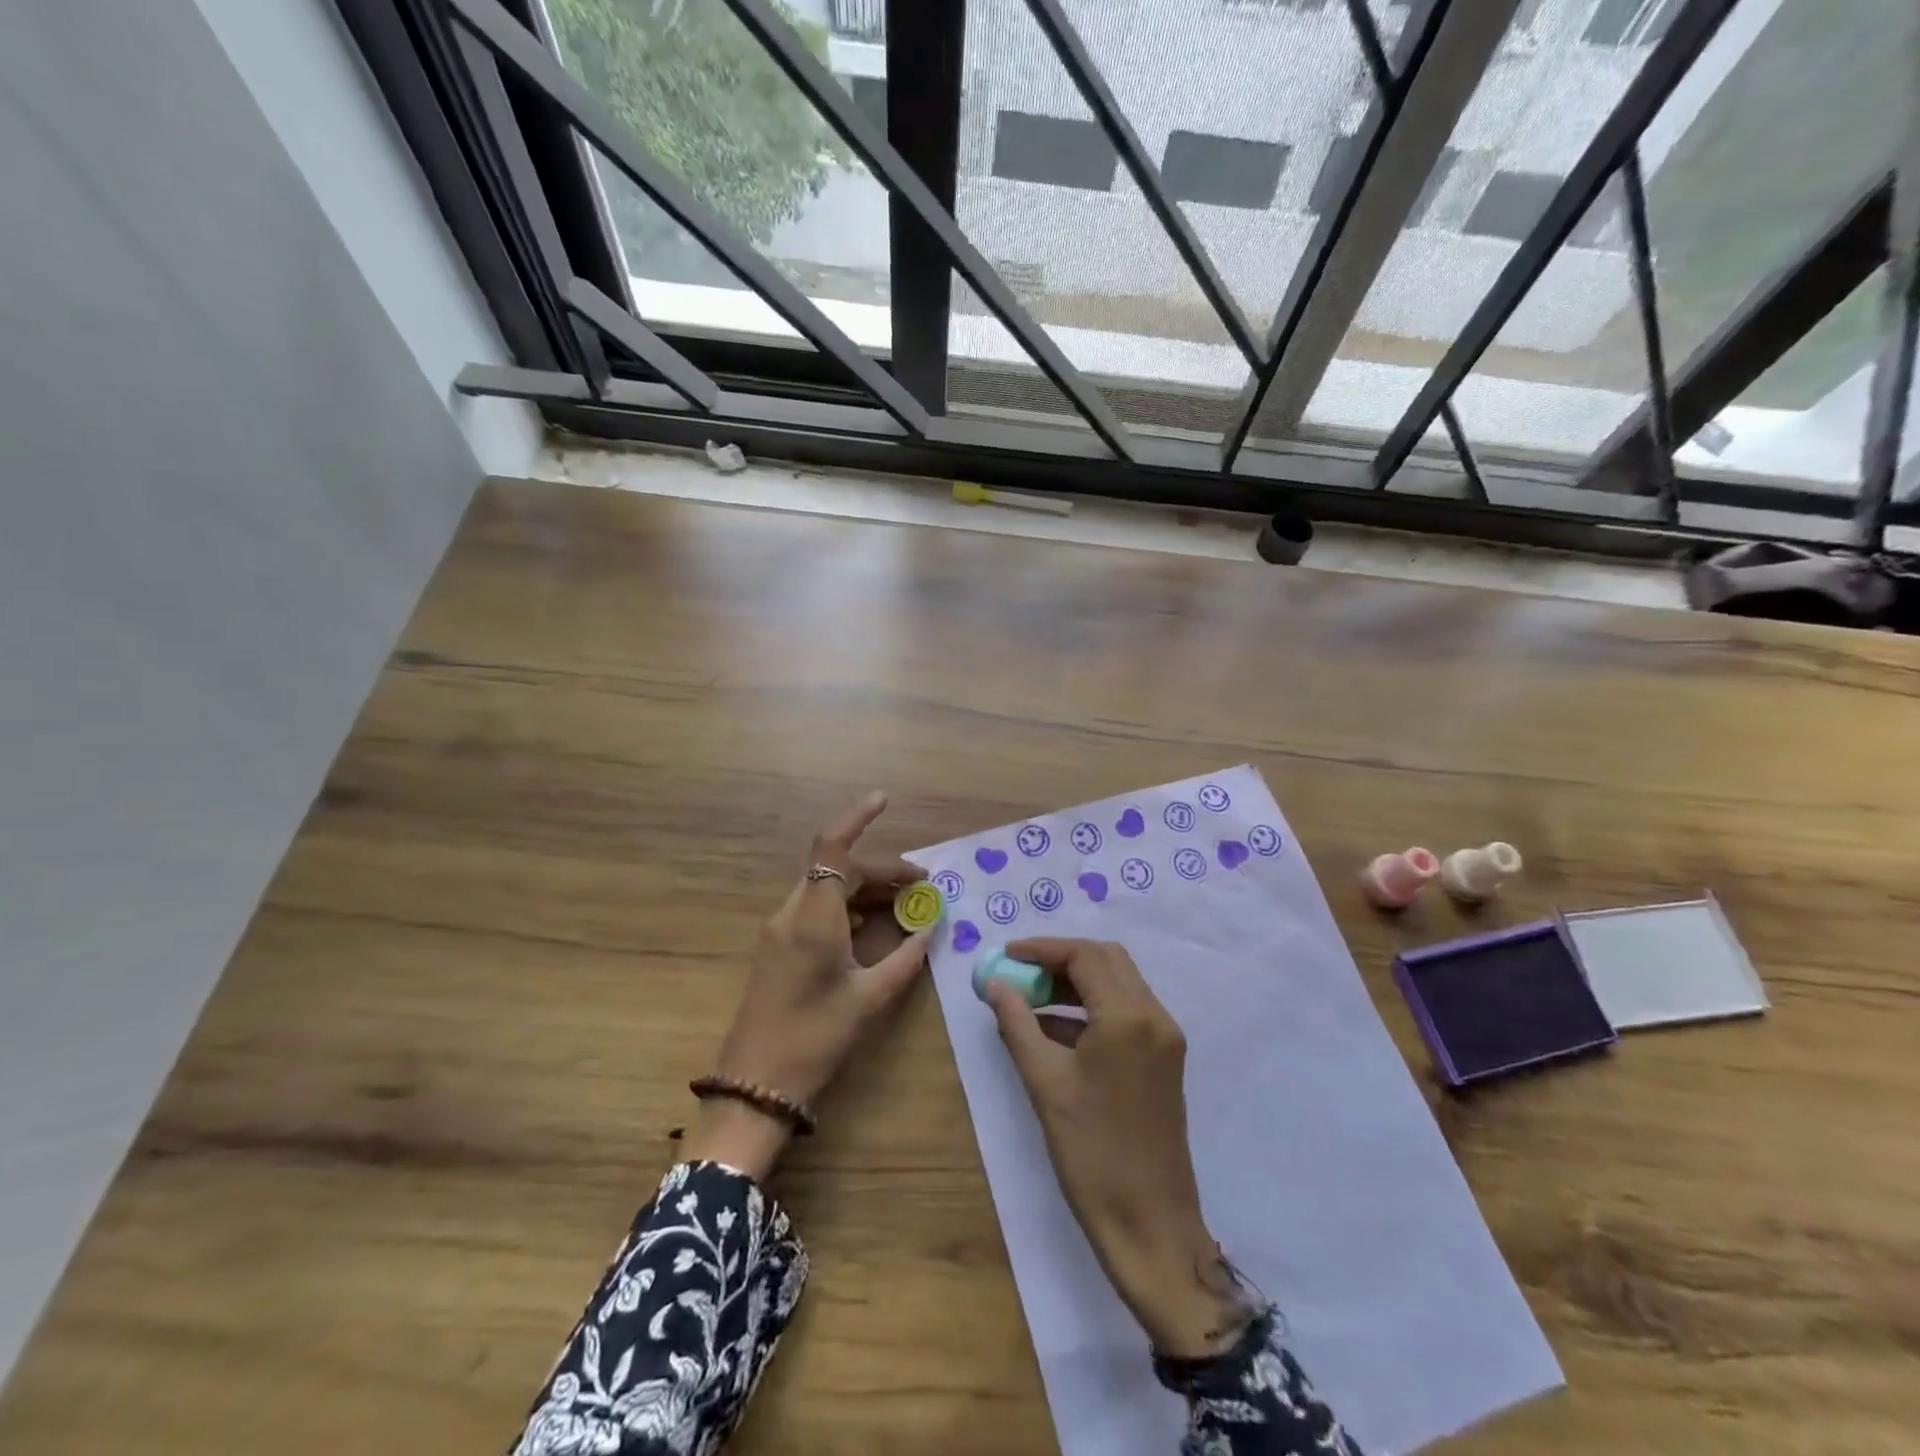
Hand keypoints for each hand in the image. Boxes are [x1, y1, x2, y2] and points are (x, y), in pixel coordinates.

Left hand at [685, 791, 930, 1179]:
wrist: (754, 1086)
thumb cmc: (814, 1041)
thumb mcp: (869, 1000)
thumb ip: (904, 959)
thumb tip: (931, 928)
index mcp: (813, 919)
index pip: (832, 849)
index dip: (857, 817)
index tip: (885, 800)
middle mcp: (793, 913)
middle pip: (837, 868)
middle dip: (881, 868)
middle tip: (923, 885)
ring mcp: (781, 929)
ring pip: (827, 886)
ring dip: (865, 887)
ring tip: (907, 902)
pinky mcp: (778, 946)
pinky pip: (817, 908)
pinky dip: (848, 905)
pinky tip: (876, 924)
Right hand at [984, 938, 1246, 1357]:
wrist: (1151, 1225)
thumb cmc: (1092, 1153)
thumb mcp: (1045, 1084)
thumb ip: (1017, 1024)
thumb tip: (994, 985)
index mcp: (1128, 1016)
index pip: (1084, 956)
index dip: (1042, 950)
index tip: (1006, 956)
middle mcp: (1154, 1015)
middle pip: (1106, 960)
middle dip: (1060, 960)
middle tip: (1020, 975)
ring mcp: (1165, 1038)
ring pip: (1118, 983)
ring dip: (1076, 982)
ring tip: (1029, 999)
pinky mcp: (1165, 1059)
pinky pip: (1126, 1011)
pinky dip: (1092, 1007)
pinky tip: (1055, 1029)